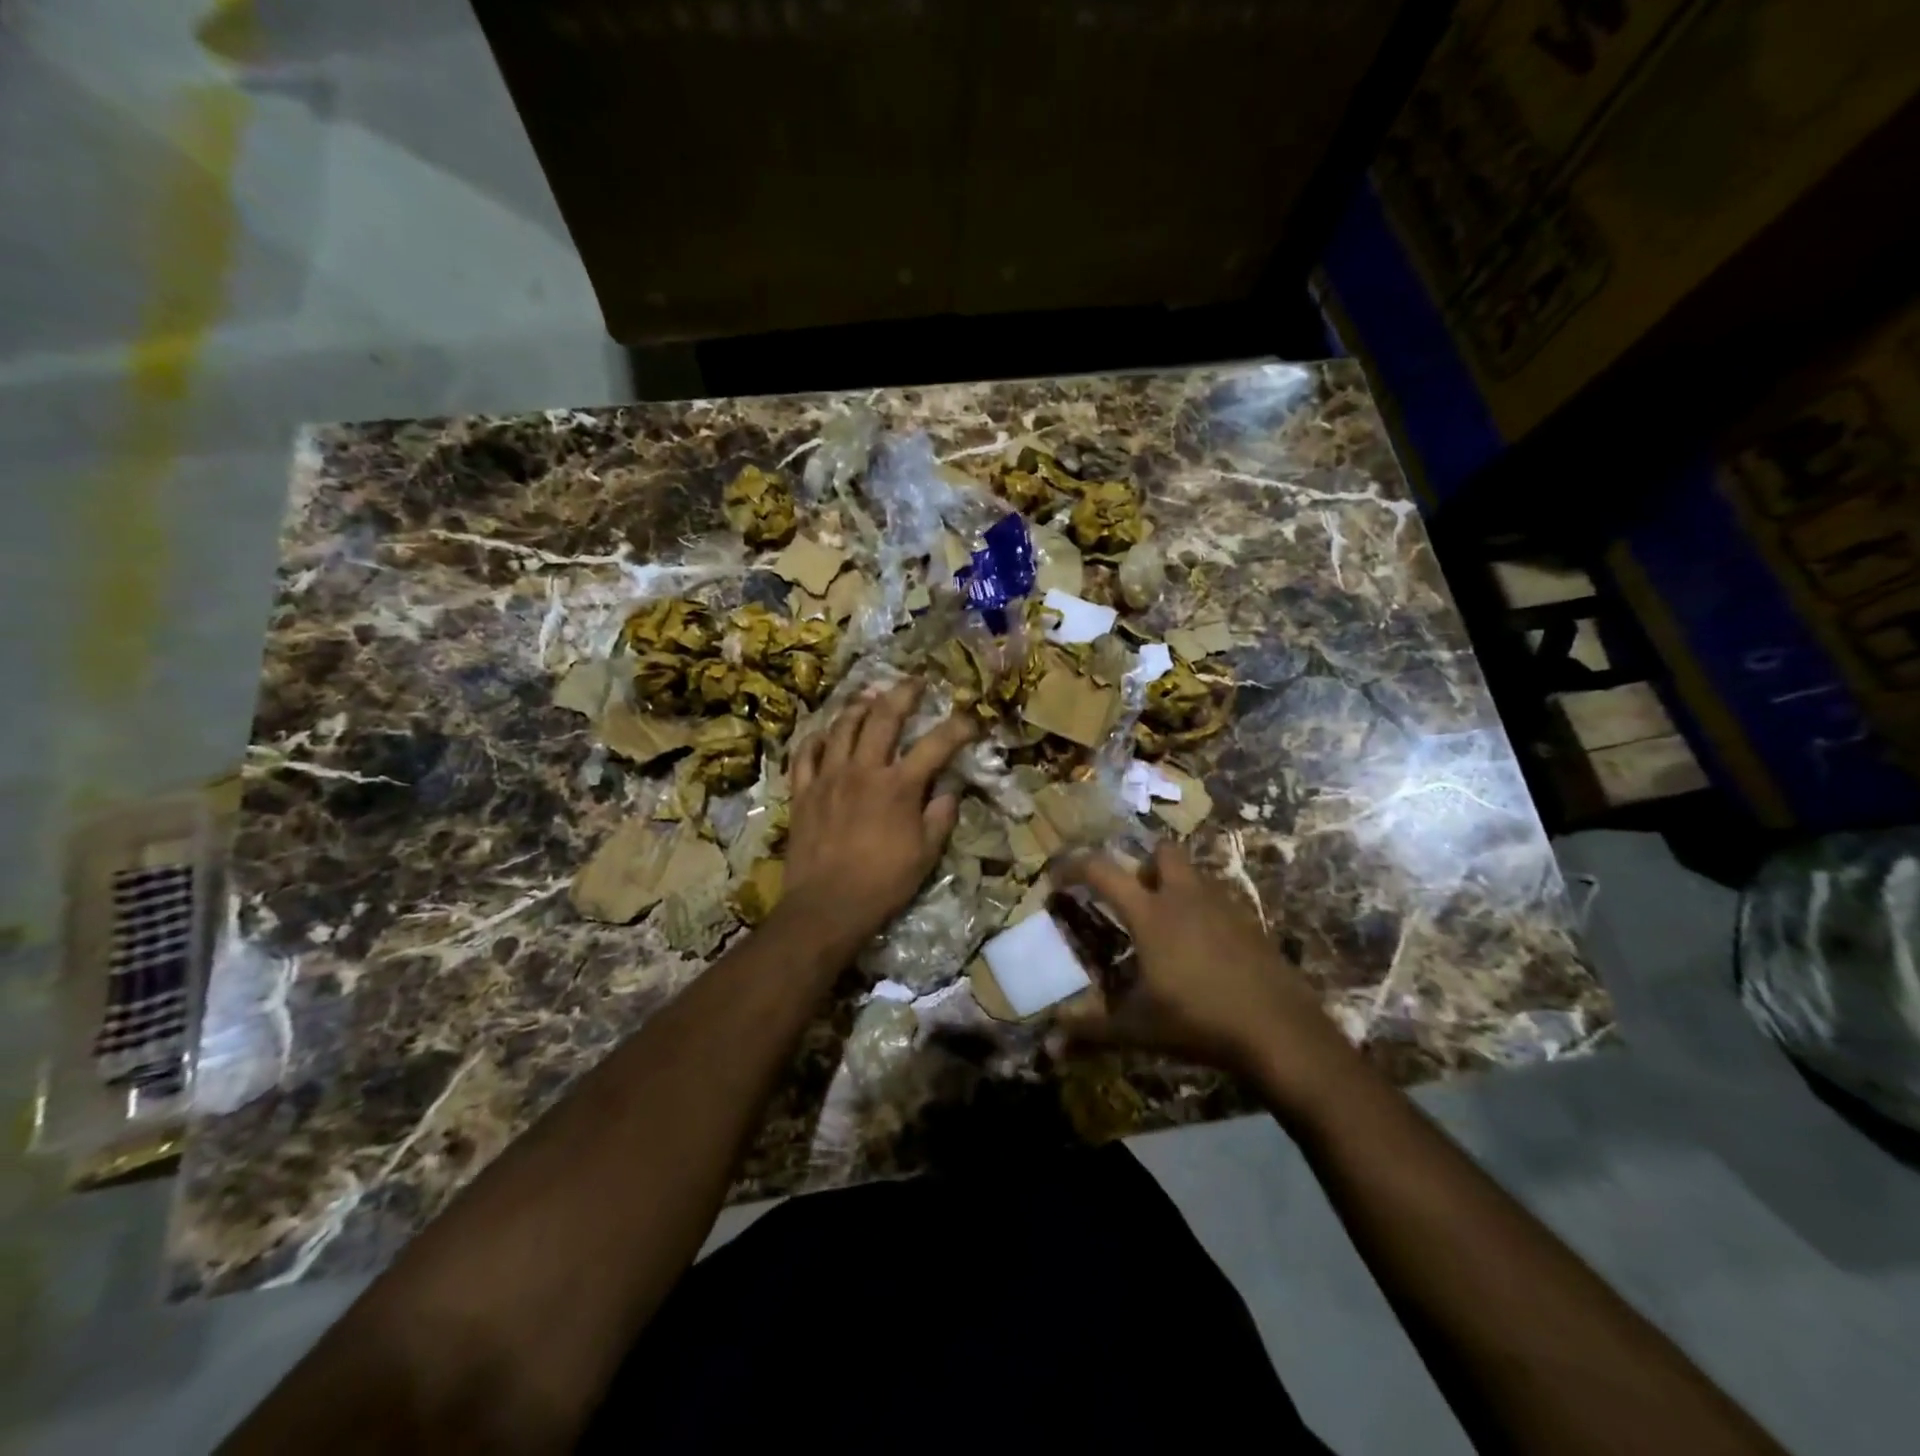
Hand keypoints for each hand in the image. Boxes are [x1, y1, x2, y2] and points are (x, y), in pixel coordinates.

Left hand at [787, 680, 976, 940]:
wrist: (827, 906)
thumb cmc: (883, 883)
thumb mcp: (926, 854)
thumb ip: (940, 816)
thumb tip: (949, 789)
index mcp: (899, 786)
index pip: (936, 745)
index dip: (958, 728)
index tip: (971, 719)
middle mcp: (863, 770)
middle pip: (884, 717)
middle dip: (903, 693)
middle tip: (914, 682)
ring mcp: (828, 777)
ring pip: (842, 727)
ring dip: (859, 707)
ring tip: (870, 698)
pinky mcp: (803, 791)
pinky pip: (806, 754)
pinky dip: (816, 739)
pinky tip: (825, 734)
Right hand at [1051, 842, 1350, 1084]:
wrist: (1280, 1032)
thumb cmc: (1198, 1021)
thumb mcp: (1137, 1029)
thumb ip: (1090, 1031)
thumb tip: (1048, 1042)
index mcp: (1150, 913)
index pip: (1102, 870)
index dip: (1074, 866)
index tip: (1057, 877)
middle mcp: (1185, 897)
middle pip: (1161, 851)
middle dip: (1142, 866)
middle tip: (1133, 900)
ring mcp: (1223, 906)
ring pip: (1193, 875)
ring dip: (1175, 886)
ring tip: (1166, 929)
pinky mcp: (1250, 923)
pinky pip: (1219, 901)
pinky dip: (1203, 912)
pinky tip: (1202, 951)